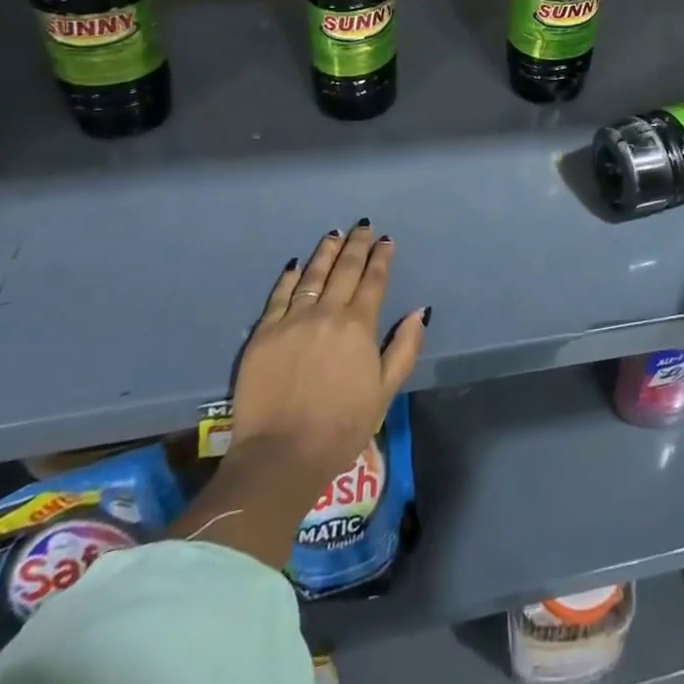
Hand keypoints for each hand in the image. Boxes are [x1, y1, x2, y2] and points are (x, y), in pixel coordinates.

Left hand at [169, 220, 427, 567]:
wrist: (281, 456)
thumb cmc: (342, 427)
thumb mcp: (385, 391)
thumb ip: (404, 347)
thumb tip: (420, 311)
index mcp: (358, 326)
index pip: (374, 281)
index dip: (382, 258)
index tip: (386, 241)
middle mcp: (326, 313)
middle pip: (344, 270)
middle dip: (357, 245)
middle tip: (363, 227)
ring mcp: (291, 321)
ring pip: (312, 275)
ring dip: (326, 252)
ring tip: (335, 234)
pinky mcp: (263, 334)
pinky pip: (279, 295)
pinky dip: (289, 277)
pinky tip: (296, 264)